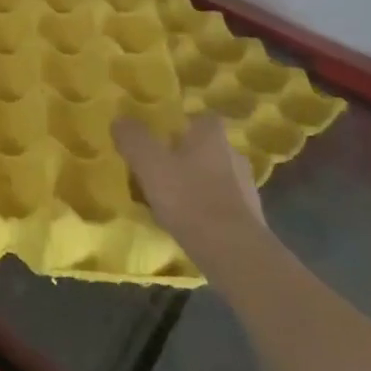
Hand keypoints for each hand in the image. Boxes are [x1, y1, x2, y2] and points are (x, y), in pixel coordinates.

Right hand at [114, 115, 270, 274]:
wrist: (234, 253)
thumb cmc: (189, 198)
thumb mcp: (149, 164)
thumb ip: (133, 138)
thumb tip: (120, 120)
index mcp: (212, 136)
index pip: (201, 117)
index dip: (182, 124)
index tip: (162, 136)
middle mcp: (233, 154)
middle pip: (207, 148)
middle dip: (187, 155)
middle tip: (161, 168)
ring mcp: (246, 188)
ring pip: (215, 177)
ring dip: (197, 184)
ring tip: (172, 200)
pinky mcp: (250, 219)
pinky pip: (222, 204)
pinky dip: (206, 209)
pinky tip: (189, 223)